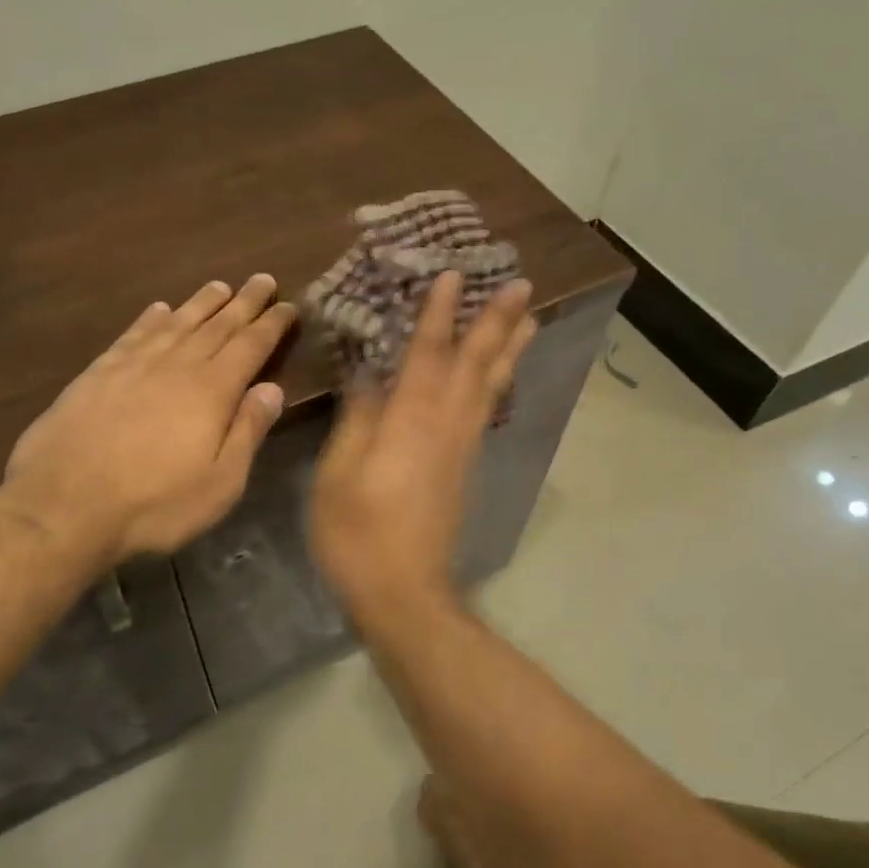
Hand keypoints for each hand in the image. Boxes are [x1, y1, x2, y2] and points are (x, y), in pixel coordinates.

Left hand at [0, 274, 295, 566]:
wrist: (63, 505)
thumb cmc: (154, 504)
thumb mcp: (220, 483)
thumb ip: (247, 432)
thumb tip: (273, 389)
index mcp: (211, 391)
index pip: (250, 346)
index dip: (272, 324)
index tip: (290, 305)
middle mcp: (176, 365)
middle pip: (217, 325)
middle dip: (244, 302)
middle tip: (262, 279)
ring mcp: (133, 365)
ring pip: (176, 323)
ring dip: (201, 303)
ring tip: (220, 286)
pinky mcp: (97, 374)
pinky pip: (133, 335)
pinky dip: (151, 318)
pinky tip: (159, 309)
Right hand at [310, 271, 534, 629]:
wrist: (403, 592)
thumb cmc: (358, 534)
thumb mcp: (338, 474)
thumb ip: (358, 420)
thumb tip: (370, 377)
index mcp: (411, 421)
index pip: (429, 353)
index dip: (440, 313)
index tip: (453, 274)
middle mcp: (446, 425)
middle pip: (477, 364)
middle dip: (498, 322)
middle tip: (521, 284)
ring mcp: (461, 448)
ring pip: (490, 387)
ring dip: (509, 349)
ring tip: (530, 318)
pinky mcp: (464, 468)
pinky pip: (486, 411)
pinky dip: (496, 384)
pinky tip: (498, 377)